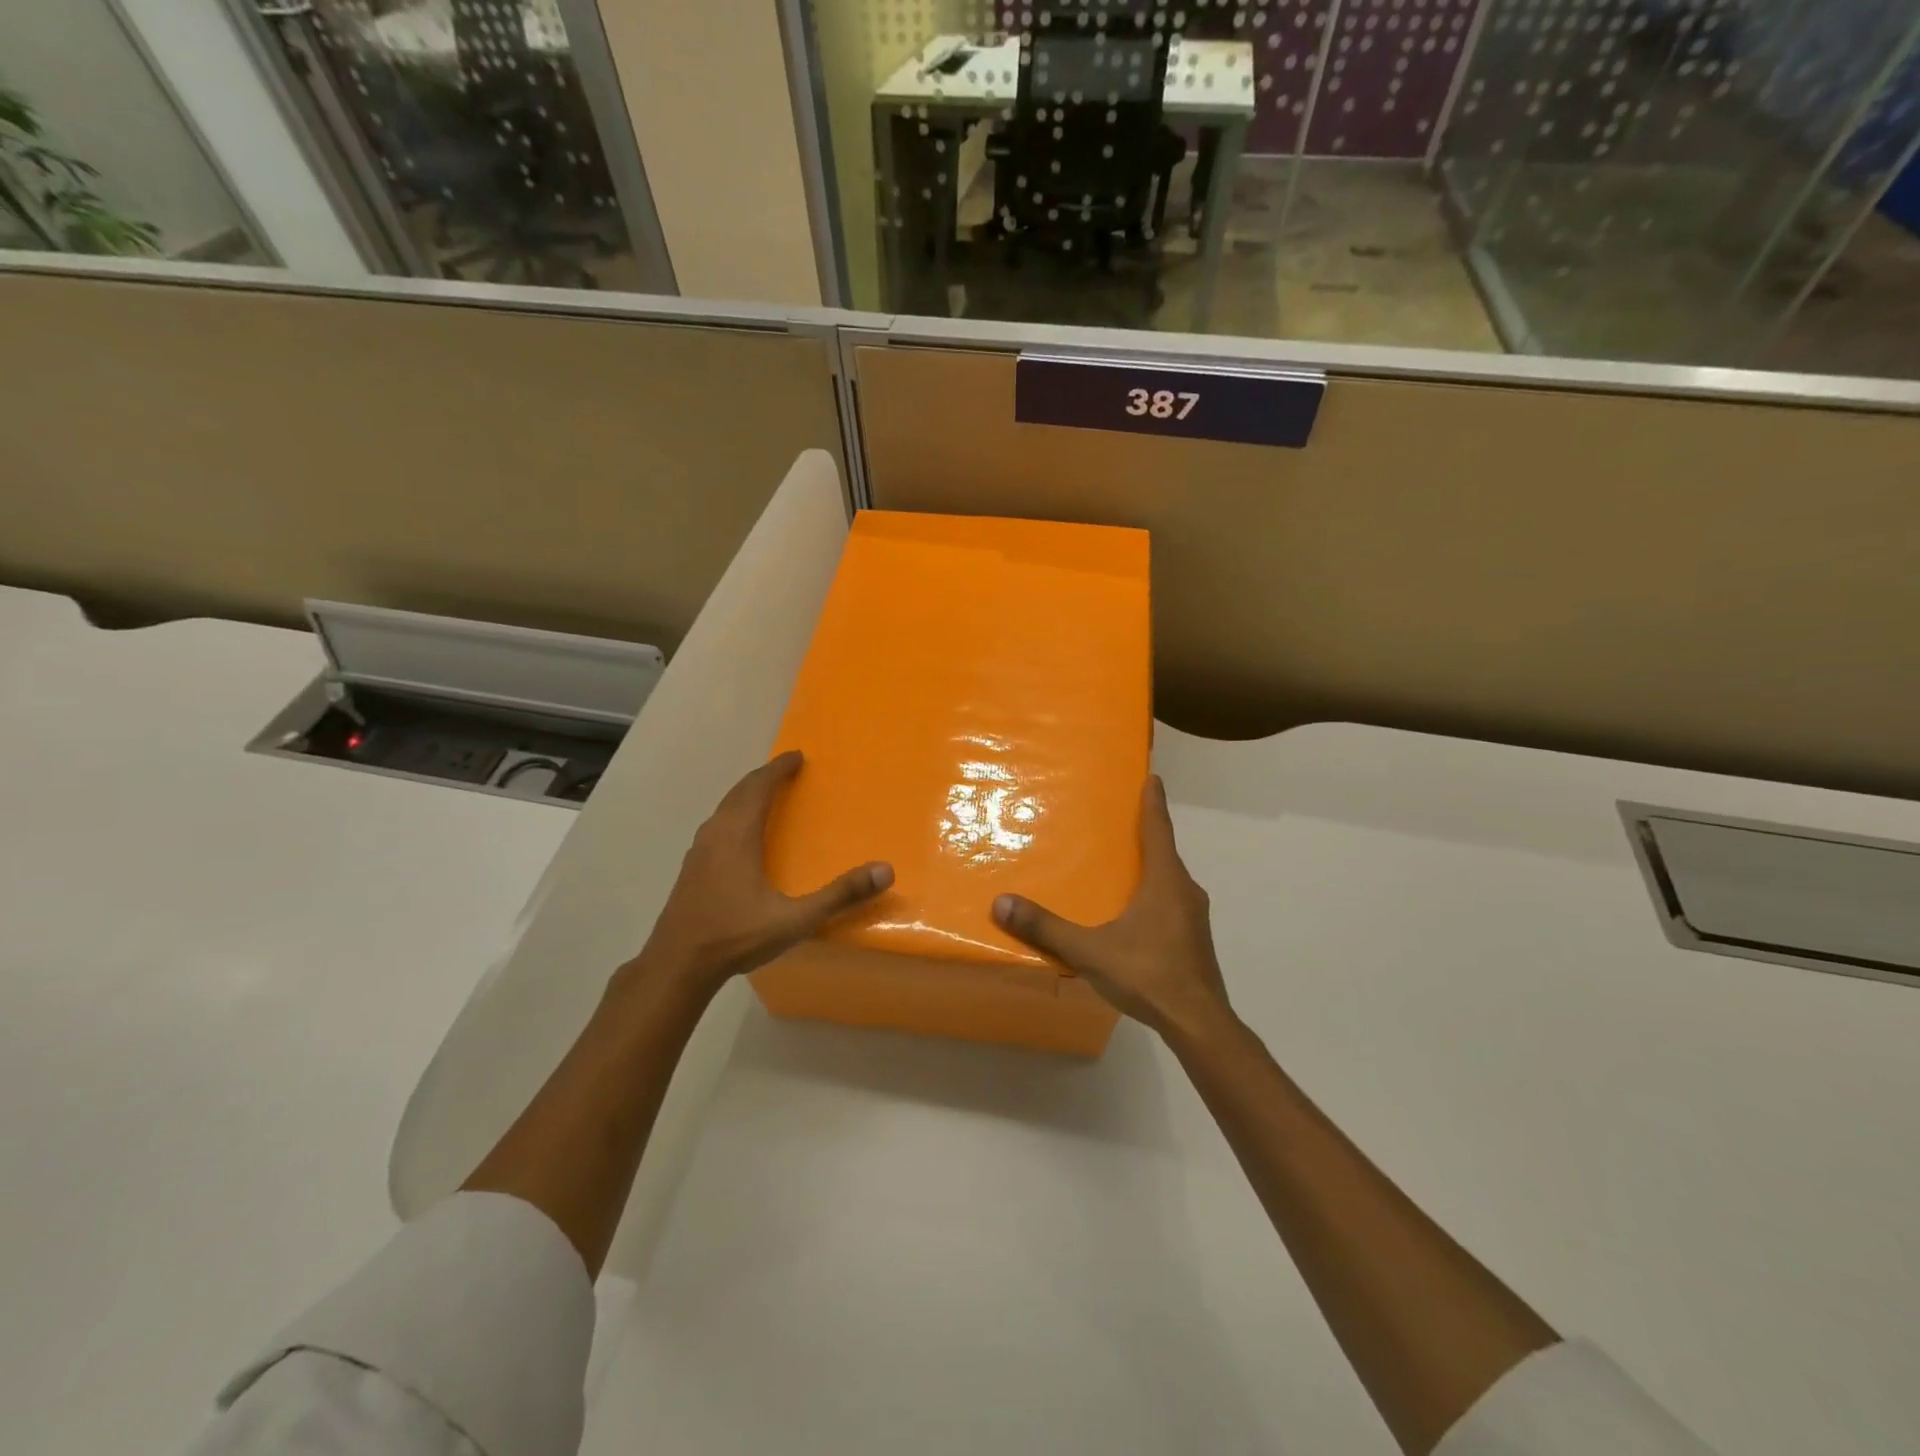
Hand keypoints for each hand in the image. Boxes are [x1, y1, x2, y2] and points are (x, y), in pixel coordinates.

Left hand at [631, 751, 891, 993]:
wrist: (676, 965)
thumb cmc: (735, 936)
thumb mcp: (795, 920)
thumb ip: (840, 896)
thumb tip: (885, 870)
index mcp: (738, 835)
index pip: (759, 787)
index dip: (778, 769)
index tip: (797, 755)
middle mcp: (715, 834)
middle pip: (740, 792)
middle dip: (764, 777)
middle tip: (787, 769)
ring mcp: (699, 851)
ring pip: (724, 808)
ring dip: (747, 795)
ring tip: (767, 795)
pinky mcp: (691, 868)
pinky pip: (717, 825)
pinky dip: (734, 814)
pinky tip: (742, 835)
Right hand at [992, 776, 1229, 1040]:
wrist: (1199, 1024)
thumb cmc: (1148, 974)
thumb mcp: (1090, 950)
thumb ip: (1046, 928)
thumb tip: (1002, 903)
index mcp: (1165, 881)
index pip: (1159, 830)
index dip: (1153, 803)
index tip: (1152, 778)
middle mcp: (1185, 891)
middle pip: (1166, 853)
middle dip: (1147, 835)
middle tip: (1123, 822)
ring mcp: (1194, 918)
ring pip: (1170, 882)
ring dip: (1151, 869)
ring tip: (1124, 869)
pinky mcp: (1194, 941)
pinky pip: (1172, 904)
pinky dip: (1155, 896)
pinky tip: (1136, 915)